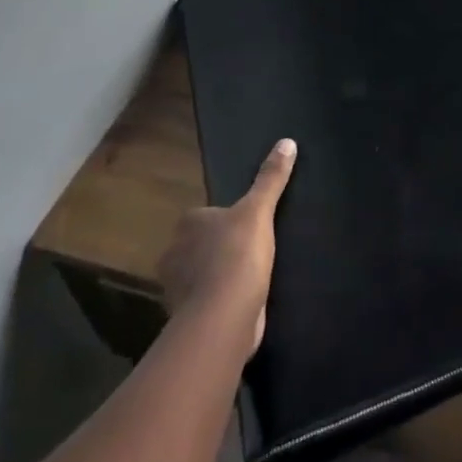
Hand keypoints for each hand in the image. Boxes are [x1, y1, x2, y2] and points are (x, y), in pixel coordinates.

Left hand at [157, 138, 295, 360]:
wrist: (223, 318)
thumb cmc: (237, 255)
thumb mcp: (259, 210)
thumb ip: (271, 178)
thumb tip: (287, 141)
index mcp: (188, 224)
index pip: (203, 216)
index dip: (223, 220)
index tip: (244, 227)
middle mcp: (175, 254)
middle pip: (198, 246)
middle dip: (216, 250)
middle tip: (248, 251)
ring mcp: (177, 290)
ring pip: (199, 277)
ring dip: (216, 278)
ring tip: (247, 278)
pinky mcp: (188, 320)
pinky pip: (205, 304)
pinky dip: (218, 304)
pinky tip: (239, 304)